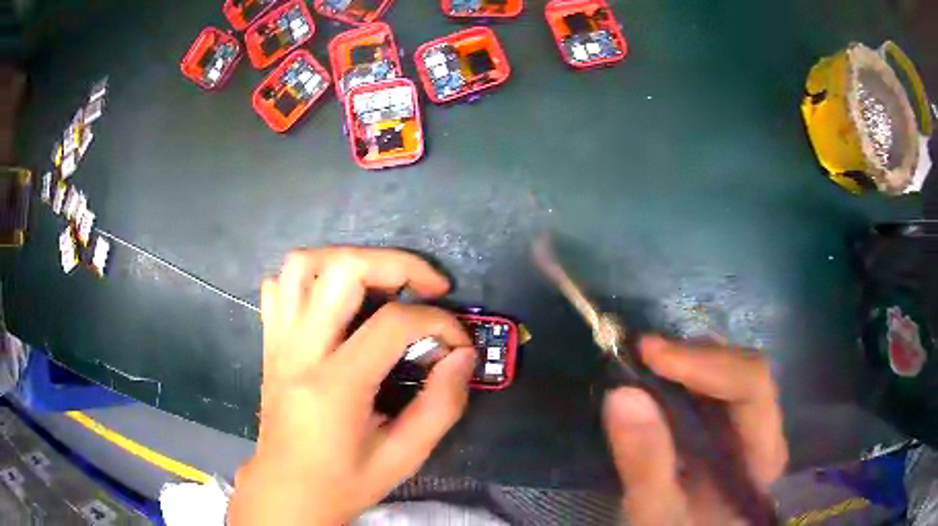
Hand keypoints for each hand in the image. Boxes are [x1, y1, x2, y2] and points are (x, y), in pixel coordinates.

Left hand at [229, 248, 476, 524]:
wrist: (285, 492)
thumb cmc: (343, 482)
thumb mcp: (403, 457)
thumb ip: (441, 406)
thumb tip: (463, 355)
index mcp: (334, 385)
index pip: (393, 324)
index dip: (440, 323)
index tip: (459, 343)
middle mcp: (299, 351)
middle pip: (342, 269)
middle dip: (397, 264)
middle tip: (428, 286)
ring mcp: (278, 341)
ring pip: (301, 264)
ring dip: (348, 260)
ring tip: (380, 283)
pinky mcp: (269, 343)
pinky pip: (279, 286)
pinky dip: (309, 278)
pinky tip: (333, 301)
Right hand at [603, 336, 786, 524]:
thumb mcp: (657, 515)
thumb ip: (646, 465)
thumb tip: (622, 394)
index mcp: (763, 454)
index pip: (751, 386)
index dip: (706, 362)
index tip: (651, 355)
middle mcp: (764, 432)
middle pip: (743, 370)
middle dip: (694, 357)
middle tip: (642, 353)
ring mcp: (747, 428)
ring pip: (729, 373)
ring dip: (688, 362)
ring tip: (644, 362)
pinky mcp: (726, 430)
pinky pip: (712, 388)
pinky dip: (683, 377)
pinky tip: (657, 379)